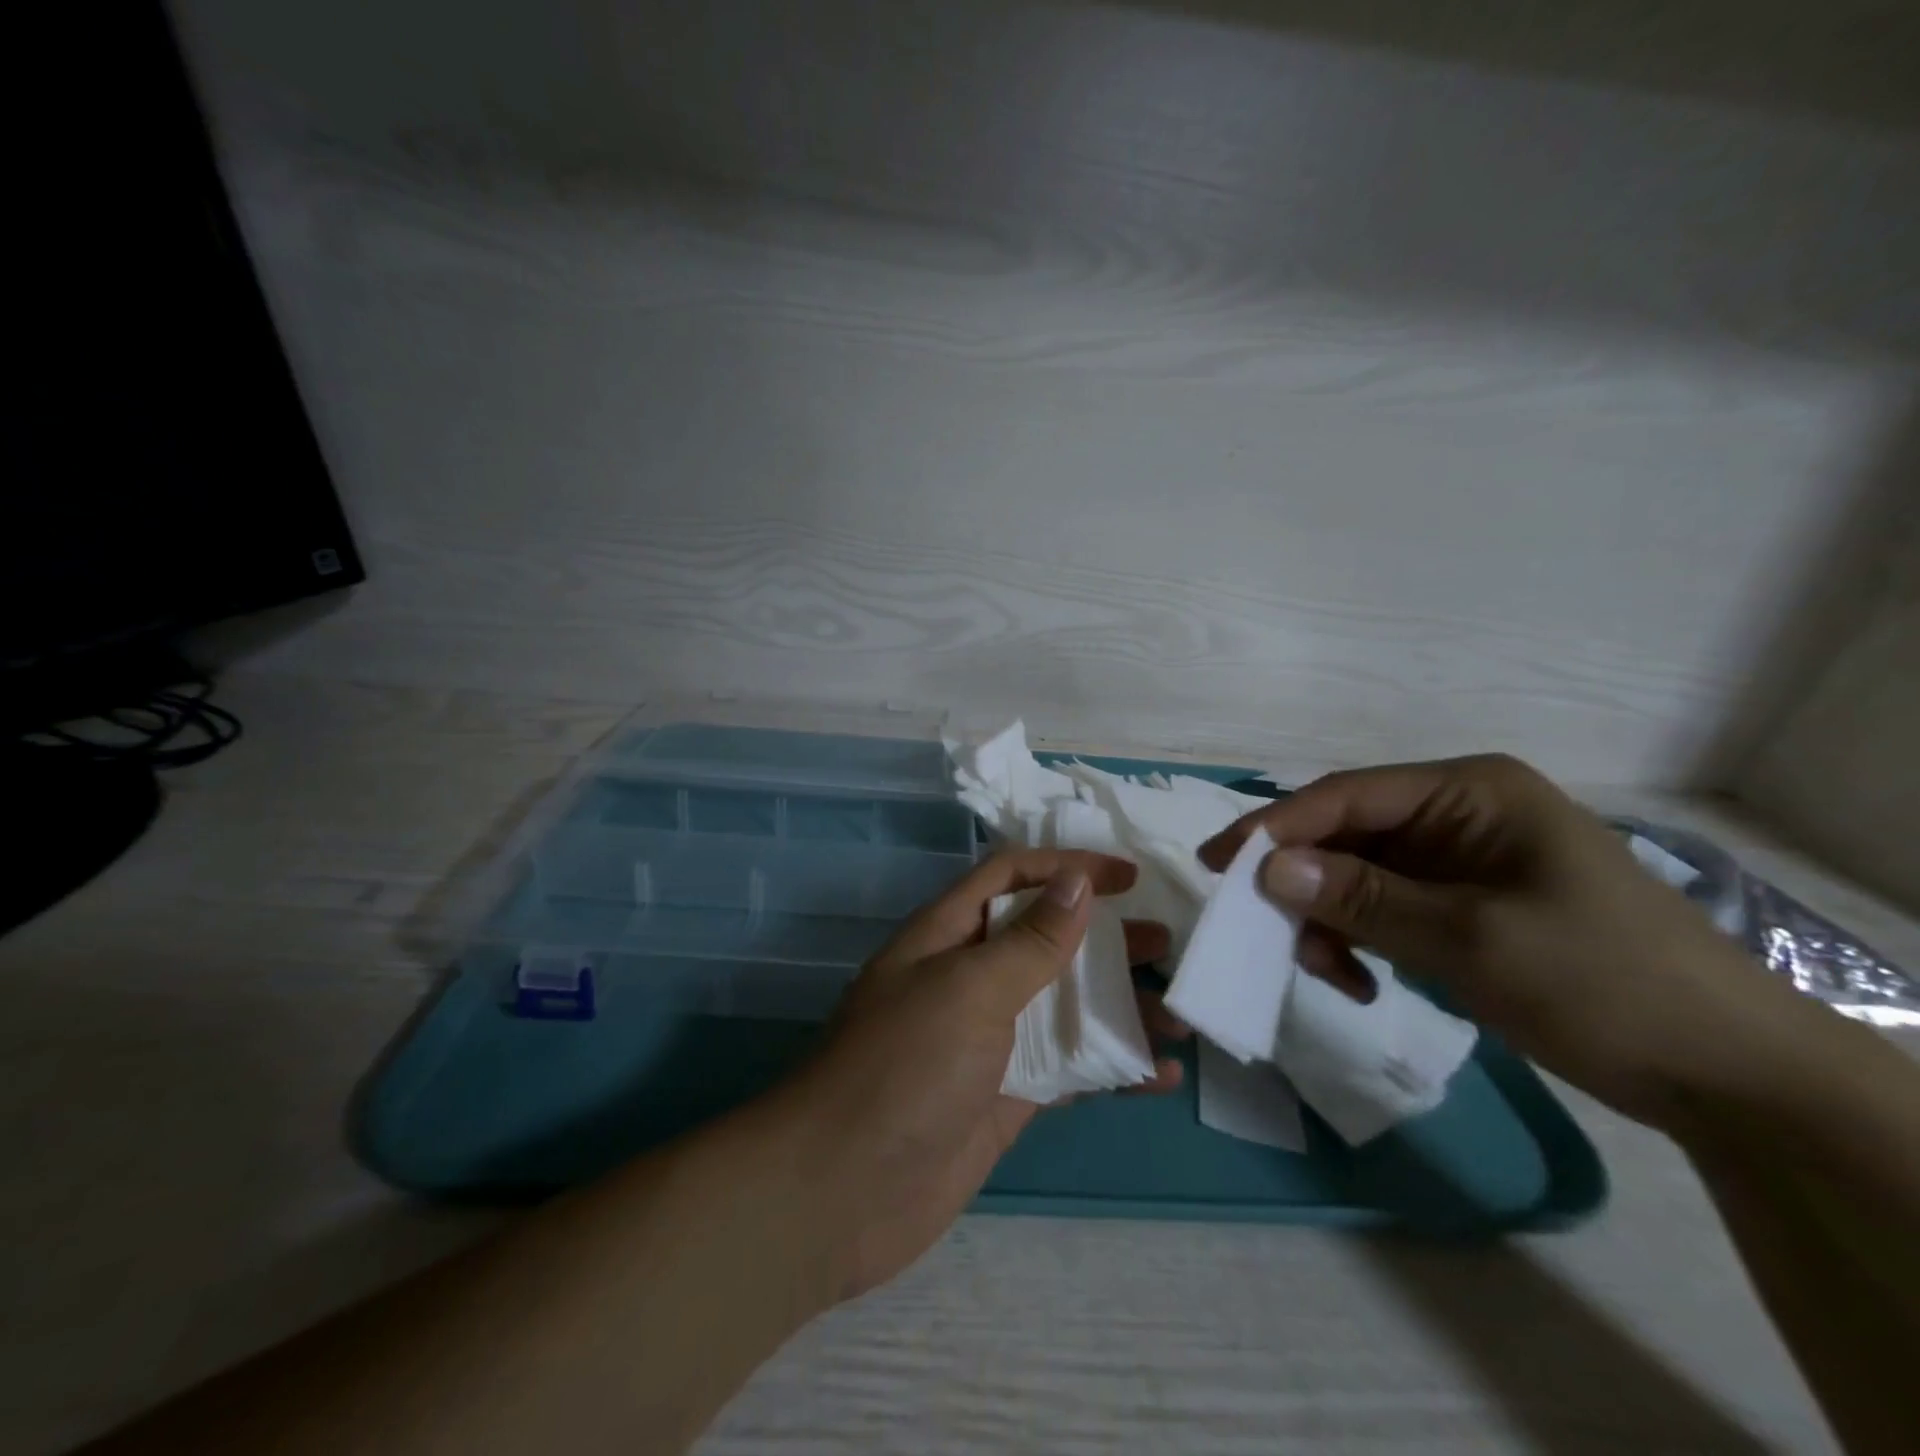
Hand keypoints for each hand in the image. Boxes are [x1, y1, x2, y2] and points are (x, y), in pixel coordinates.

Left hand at [781, 849, 1184, 1301]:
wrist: (841, 1193)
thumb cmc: (904, 1067)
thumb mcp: (968, 989)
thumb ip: (1029, 941)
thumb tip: (1077, 881)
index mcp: (948, 934)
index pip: (1012, 876)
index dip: (1067, 867)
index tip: (1129, 878)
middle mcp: (969, 977)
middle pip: (1045, 939)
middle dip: (1103, 937)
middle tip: (1165, 942)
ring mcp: (989, 1040)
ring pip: (1064, 1006)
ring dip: (1119, 1005)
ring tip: (1179, 1013)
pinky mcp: (1006, 1096)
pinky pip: (1068, 1068)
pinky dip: (1112, 1067)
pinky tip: (1159, 1074)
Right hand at [1198, 755, 1804, 1131]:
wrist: (1725, 1074)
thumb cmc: (1600, 982)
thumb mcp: (1468, 938)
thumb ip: (1361, 898)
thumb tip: (1266, 869)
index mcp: (1468, 792)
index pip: (1346, 796)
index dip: (1276, 827)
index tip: (1220, 865)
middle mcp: (1456, 814)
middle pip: (1346, 836)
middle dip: (1305, 885)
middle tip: (1263, 931)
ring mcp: (1458, 861)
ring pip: (1357, 877)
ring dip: (1330, 921)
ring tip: (1332, 975)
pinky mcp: (1461, 906)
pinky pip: (1383, 910)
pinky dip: (1360, 942)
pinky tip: (1363, 983)